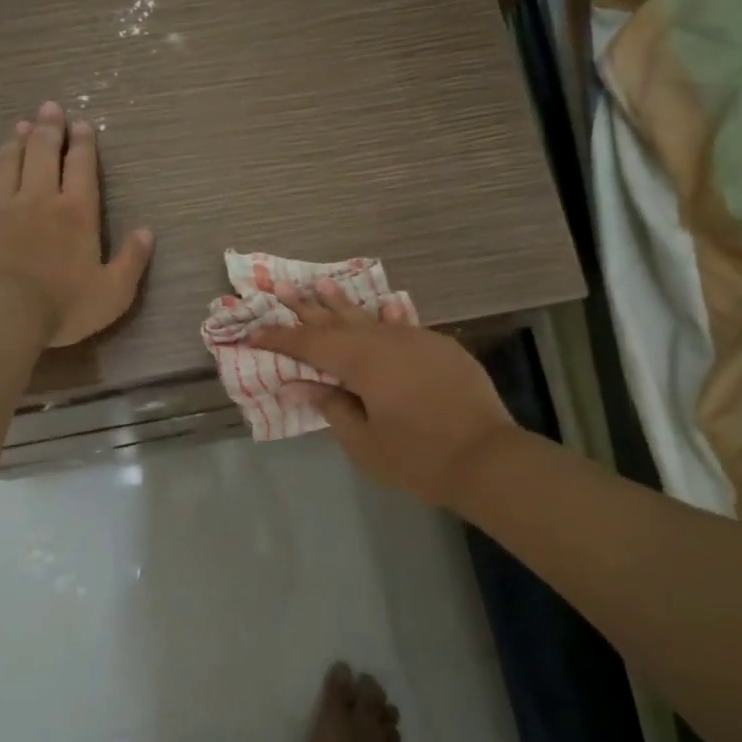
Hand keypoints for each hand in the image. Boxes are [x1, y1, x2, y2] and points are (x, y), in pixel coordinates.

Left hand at [0, 102, 153, 346]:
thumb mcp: (113, 293)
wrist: (0, 313)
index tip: (81, 125)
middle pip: (43, 154)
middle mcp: (40, 199)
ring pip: (9, 164)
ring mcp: (2, 207)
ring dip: (16, 142)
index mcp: (77, 213)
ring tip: (20, 126)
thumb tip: (147, 232)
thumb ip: (132, 261)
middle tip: (49, 108)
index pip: (81, 168)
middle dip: (48, 129)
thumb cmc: (62, 306)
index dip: (83, 145)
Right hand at [250, 280, 516, 508]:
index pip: (310, 344)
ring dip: (345, 303)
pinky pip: (404, 325)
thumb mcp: (364, 442)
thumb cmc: (417, 457)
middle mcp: (386, 341)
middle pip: (338, 320)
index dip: (280, 338)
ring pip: (372, 317)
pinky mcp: (440, 348)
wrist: (487, 458)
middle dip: (308, 307)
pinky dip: (387, 317)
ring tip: (324, 284)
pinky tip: (384, 306)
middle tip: (283, 287)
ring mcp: (417, 340)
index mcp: (362, 362)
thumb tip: (299, 385)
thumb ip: (332, 407)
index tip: (253, 331)